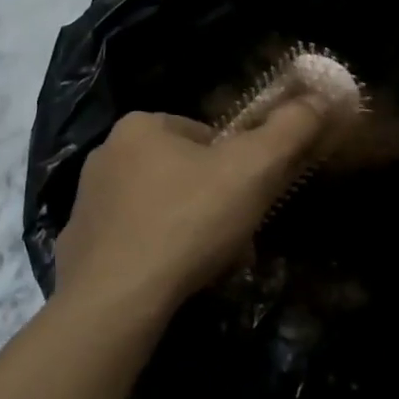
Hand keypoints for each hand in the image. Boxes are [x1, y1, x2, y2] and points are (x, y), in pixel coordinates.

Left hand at [55, 101, 324, 314]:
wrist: (116, 299)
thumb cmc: (188, 223)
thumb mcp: (253, 170)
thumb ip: (289, 129)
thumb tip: (319, 99)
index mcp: (140, 126)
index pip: (206, 136)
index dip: (237, 169)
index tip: (250, 203)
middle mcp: (106, 154)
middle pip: (183, 174)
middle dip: (215, 205)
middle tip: (237, 241)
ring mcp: (87, 202)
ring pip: (160, 209)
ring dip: (191, 232)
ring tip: (210, 267)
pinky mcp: (79, 244)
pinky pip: (132, 241)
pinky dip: (157, 255)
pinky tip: (172, 281)